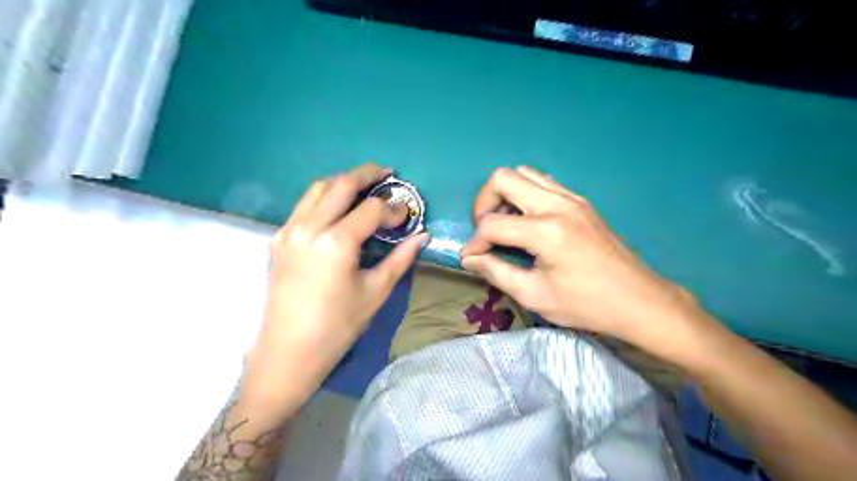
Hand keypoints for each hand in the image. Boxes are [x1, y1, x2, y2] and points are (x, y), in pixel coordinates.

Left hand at [239, 164, 425, 417]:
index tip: (406, 215)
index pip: (371, 209)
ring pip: (318, 189)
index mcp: (336, 242)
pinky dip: (324, 198)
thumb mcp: (375, 292)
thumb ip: (400, 258)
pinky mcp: (278, 239)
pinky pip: (303, 206)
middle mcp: (309, 227)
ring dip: (343, 182)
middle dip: (367, 174)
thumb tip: (422, 236)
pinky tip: (337, 208)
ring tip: (363, 185)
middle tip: (387, 173)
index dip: (393, 208)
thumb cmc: (338, 327)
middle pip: (341, 184)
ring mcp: (289, 231)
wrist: (288, 352)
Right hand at [462, 167, 695, 347]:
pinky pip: (543, 182)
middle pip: (503, 178)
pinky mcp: (581, 201)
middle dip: (484, 202)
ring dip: (506, 195)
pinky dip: (525, 195)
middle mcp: (557, 204)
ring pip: (524, 173)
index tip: (472, 258)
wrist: (638, 300)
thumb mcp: (535, 295)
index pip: (492, 224)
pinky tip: (528, 222)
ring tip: (506, 224)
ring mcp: (572, 198)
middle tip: (486, 230)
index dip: (475, 242)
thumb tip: (469, 258)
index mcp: (546, 231)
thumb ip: (496, 272)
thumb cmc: (586, 304)